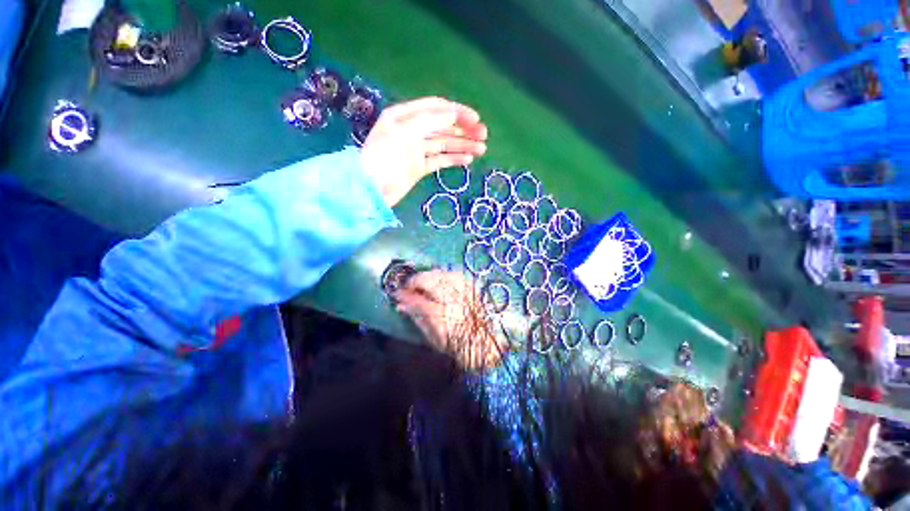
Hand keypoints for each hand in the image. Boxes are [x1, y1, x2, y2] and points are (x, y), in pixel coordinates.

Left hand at [360, 97, 487, 205]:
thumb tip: (453, 114)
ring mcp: (416, 150)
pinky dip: (453, 159)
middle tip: (484, 136)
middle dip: (463, 130)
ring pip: (444, 144)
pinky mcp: (419, 167)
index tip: (475, 119)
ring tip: (481, 149)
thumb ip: (429, 121)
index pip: (436, 108)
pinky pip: (439, 160)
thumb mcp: (405, 133)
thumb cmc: (384, 158)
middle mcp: (411, 130)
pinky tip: (467, 160)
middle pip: (443, 126)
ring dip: (462, 146)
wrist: (371, 191)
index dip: (457, 112)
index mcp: (405, 116)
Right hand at [393, 270, 504, 370]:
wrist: (489, 344)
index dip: (404, 295)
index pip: (417, 301)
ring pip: (443, 273)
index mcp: (442, 317)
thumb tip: (402, 306)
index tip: (396, 293)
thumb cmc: (459, 347)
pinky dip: (445, 274)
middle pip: (430, 280)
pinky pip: (457, 274)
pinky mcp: (475, 288)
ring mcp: (465, 292)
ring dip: (429, 275)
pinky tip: (441, 279)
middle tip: (409, 286)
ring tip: (423, 282)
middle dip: (415, 280)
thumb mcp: (435, 340)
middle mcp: (454, 301)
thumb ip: (418, 320)